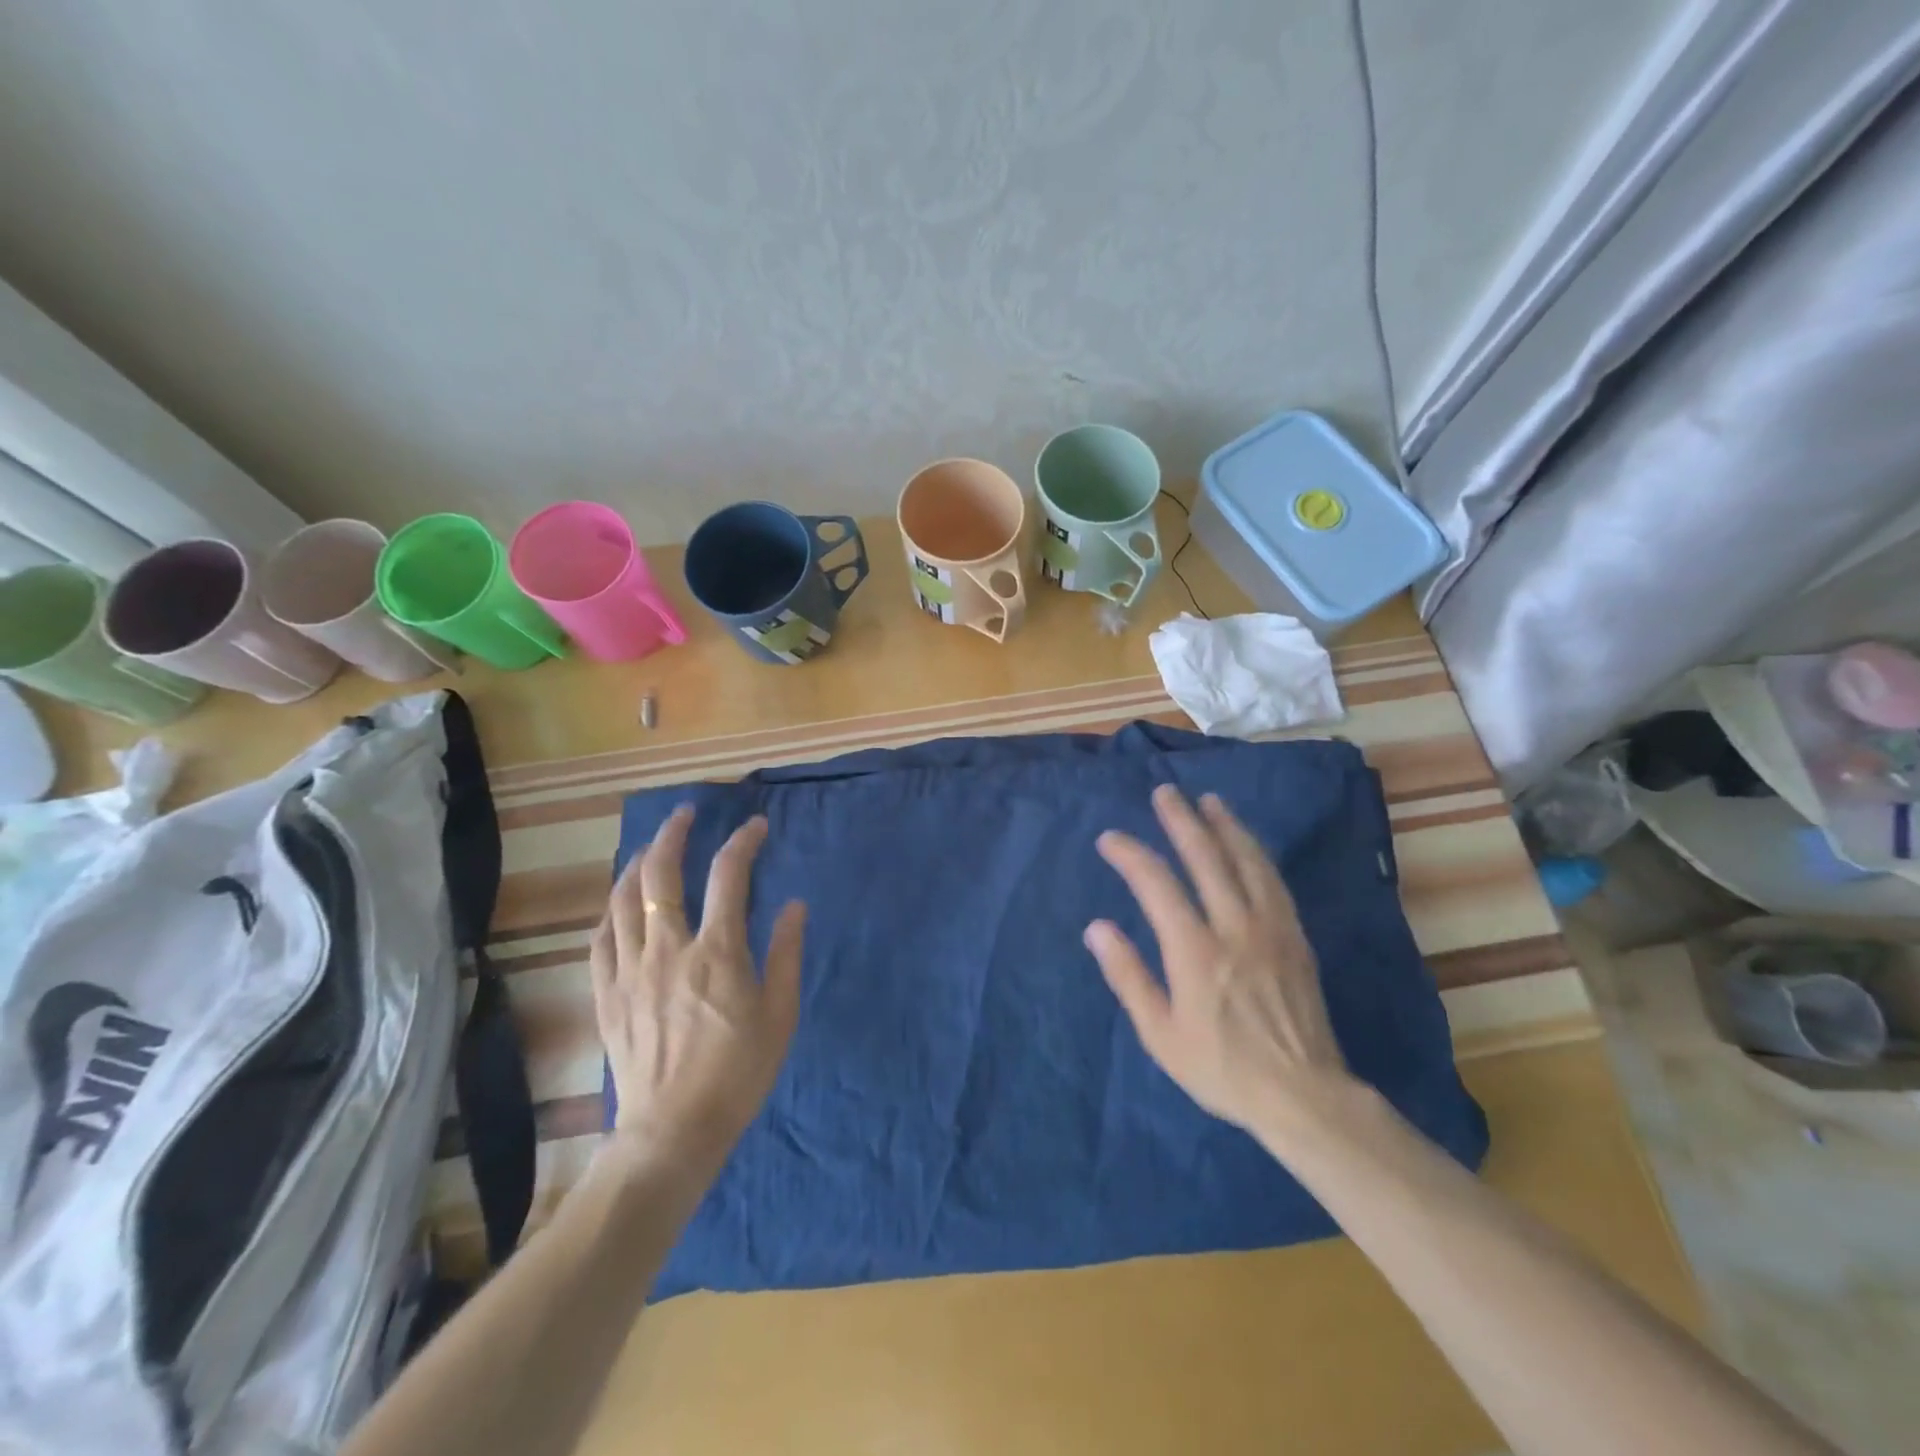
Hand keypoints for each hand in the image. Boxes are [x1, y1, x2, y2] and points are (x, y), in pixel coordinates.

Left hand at [590, 805, 805, 1168]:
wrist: (673, 1131)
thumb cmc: (738, 1073)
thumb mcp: (779, 1014)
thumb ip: (786, 954)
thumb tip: (794, 905)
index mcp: (717, 951)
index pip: (729, 875)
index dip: (743, 842)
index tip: (756, 827)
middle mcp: (669, 948)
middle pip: (661, 872)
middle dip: (674, 833)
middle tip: (686, 814)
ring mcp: (630, 970)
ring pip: (623, 898)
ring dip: (637, 862)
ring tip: (650, 848)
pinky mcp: (606, 993)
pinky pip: (600, 937)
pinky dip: (610, 909)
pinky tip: (618, 902)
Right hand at [1085, 785, 1352, 1138]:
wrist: (1303, 1094)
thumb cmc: (1221, 1068)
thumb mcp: (1160, 1034)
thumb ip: (1128, 976)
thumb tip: (1097, 927)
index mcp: (1194, 951)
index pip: (1156, 884)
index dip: (1130, 854)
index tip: (1110, 839)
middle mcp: (1233, 926)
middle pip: (1205, 858)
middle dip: (1181, 821)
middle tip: (1165, 793)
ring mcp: (1270, 928)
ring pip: (1246, 861)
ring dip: (1224, 826)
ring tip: (1209, 801)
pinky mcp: (1294, 936)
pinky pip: (1274, 881)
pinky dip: (1256, 853)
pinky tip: (1248, 843)